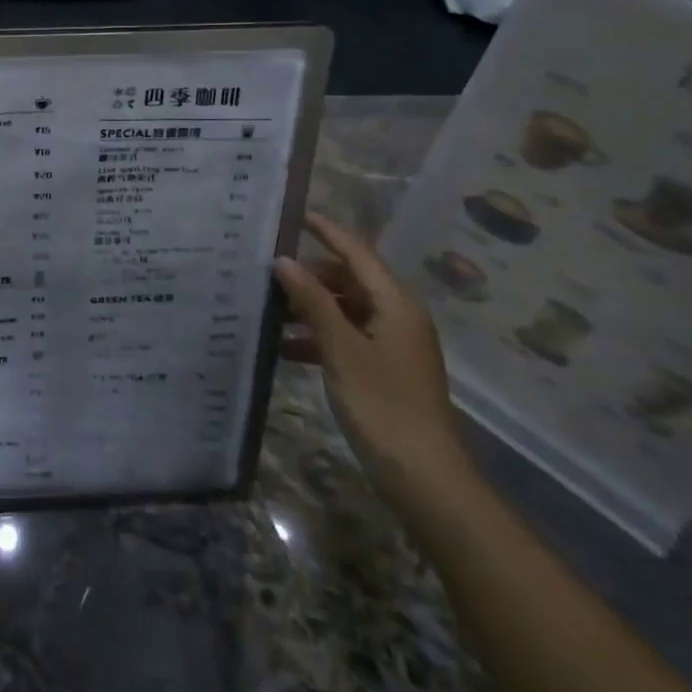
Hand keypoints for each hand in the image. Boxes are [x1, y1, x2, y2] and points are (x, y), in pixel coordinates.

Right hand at [273, 213, 471, 509]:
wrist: (425, 478)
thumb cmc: (384, 406)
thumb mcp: (341, 350)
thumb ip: (312, 302)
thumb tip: (284, 260)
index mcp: (395, 304)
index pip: (358, 253)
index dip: (328, 232)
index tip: (295, 214)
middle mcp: (397, 316)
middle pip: (349, 280)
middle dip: (310, 274)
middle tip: (266, 270)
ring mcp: (392, 345)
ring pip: (344, 310)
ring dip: (309, 308)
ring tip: (267, 309)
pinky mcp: (383, 370)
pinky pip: (346, 338)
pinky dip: (317, 337)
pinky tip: (284, 348)